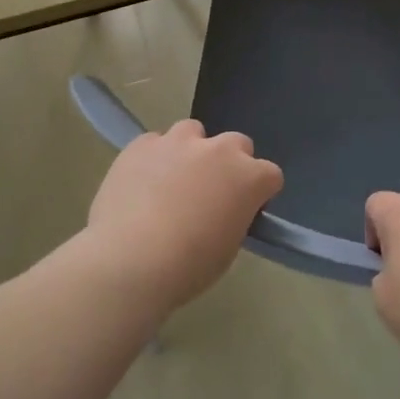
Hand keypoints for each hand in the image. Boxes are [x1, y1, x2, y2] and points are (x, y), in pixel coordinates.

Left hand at [78, 120, 282, 311]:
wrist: (129, 261)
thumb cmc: (188, 266)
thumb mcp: (228, 248)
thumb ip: (233, 216)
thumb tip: (223, 209)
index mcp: (248, 178)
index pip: (270, 174)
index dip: (259, 192)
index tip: (244, 210)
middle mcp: (218, 150)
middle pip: (236, 144)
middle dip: (229, 163)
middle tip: (210, 192)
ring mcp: (177, 141)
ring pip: (192, 132)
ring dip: (190, 151)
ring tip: (172, 181)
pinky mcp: (141, 144)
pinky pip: (154, 142)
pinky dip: (154, 158)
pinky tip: (141, 183)